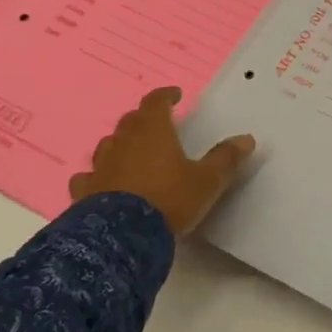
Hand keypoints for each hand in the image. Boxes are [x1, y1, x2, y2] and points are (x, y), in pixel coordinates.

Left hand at [68, 87, 254, 234]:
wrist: (121, 236)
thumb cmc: (169, 200)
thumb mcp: (207, 181)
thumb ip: (225, 159)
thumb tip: (247, 139)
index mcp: (153, 132)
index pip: (156, 102)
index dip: (166, 96)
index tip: (175, 95)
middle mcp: (123, 142)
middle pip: (131, 120)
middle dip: (144, 119)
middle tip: (157, 125)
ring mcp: (101, 166)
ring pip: (109, 145)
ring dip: (121, 144)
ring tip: (132, 152)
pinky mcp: (84, 190)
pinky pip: (89, 176)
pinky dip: (98, 175)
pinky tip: (102, 182)